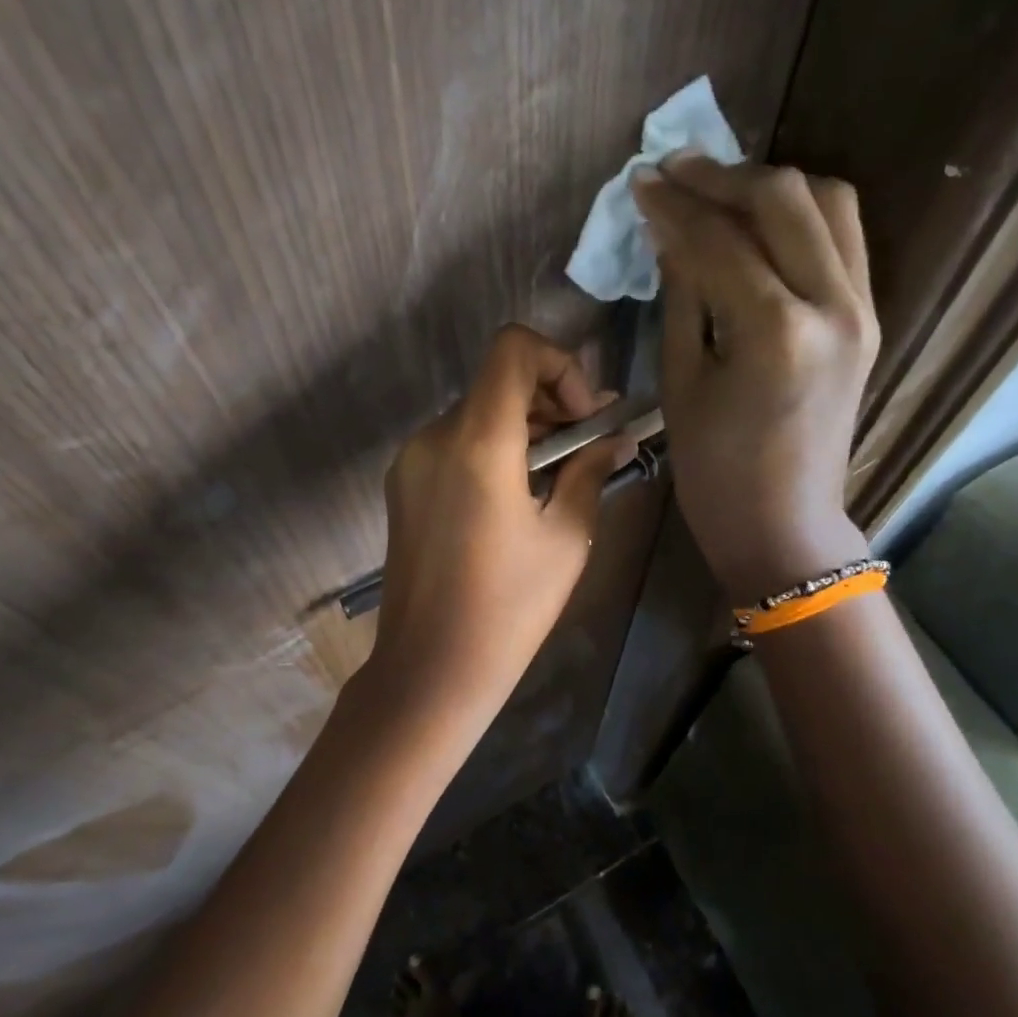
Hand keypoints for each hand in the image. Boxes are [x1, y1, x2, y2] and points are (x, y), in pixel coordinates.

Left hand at [366, 325, 630, 735]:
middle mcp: (434, 437)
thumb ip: (590, 472)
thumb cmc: (509, 607)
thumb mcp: (566, 537)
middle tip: (590, 446)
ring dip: (522, 429)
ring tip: (559, 476)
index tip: (584, 418)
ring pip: (475, 414)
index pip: (513, 348)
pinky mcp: (402, 487)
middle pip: (496, 382)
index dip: (559, 365)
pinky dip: (491, 450)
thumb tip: (615, 438)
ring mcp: (411, 461)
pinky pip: (454, 445)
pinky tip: (516, 497)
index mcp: (477, 441)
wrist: (431, 667)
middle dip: (549, 402)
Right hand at [630, 154, 877, 603]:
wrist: (783, 524)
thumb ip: (682, 297)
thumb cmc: (715, 472)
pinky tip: (759, 223)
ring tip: (718, 190)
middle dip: (722, 175)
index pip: (719, 240)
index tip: (640, 182)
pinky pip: (843, 237)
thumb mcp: (681, 384)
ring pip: (827, 203)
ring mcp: (862, 308)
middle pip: (783, 199)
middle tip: (674, 170)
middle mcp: (833, 304)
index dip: (673, 206)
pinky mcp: (869, 317)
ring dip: (769, 185)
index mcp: (775, 331)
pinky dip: (801, 215)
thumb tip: (671, 234)